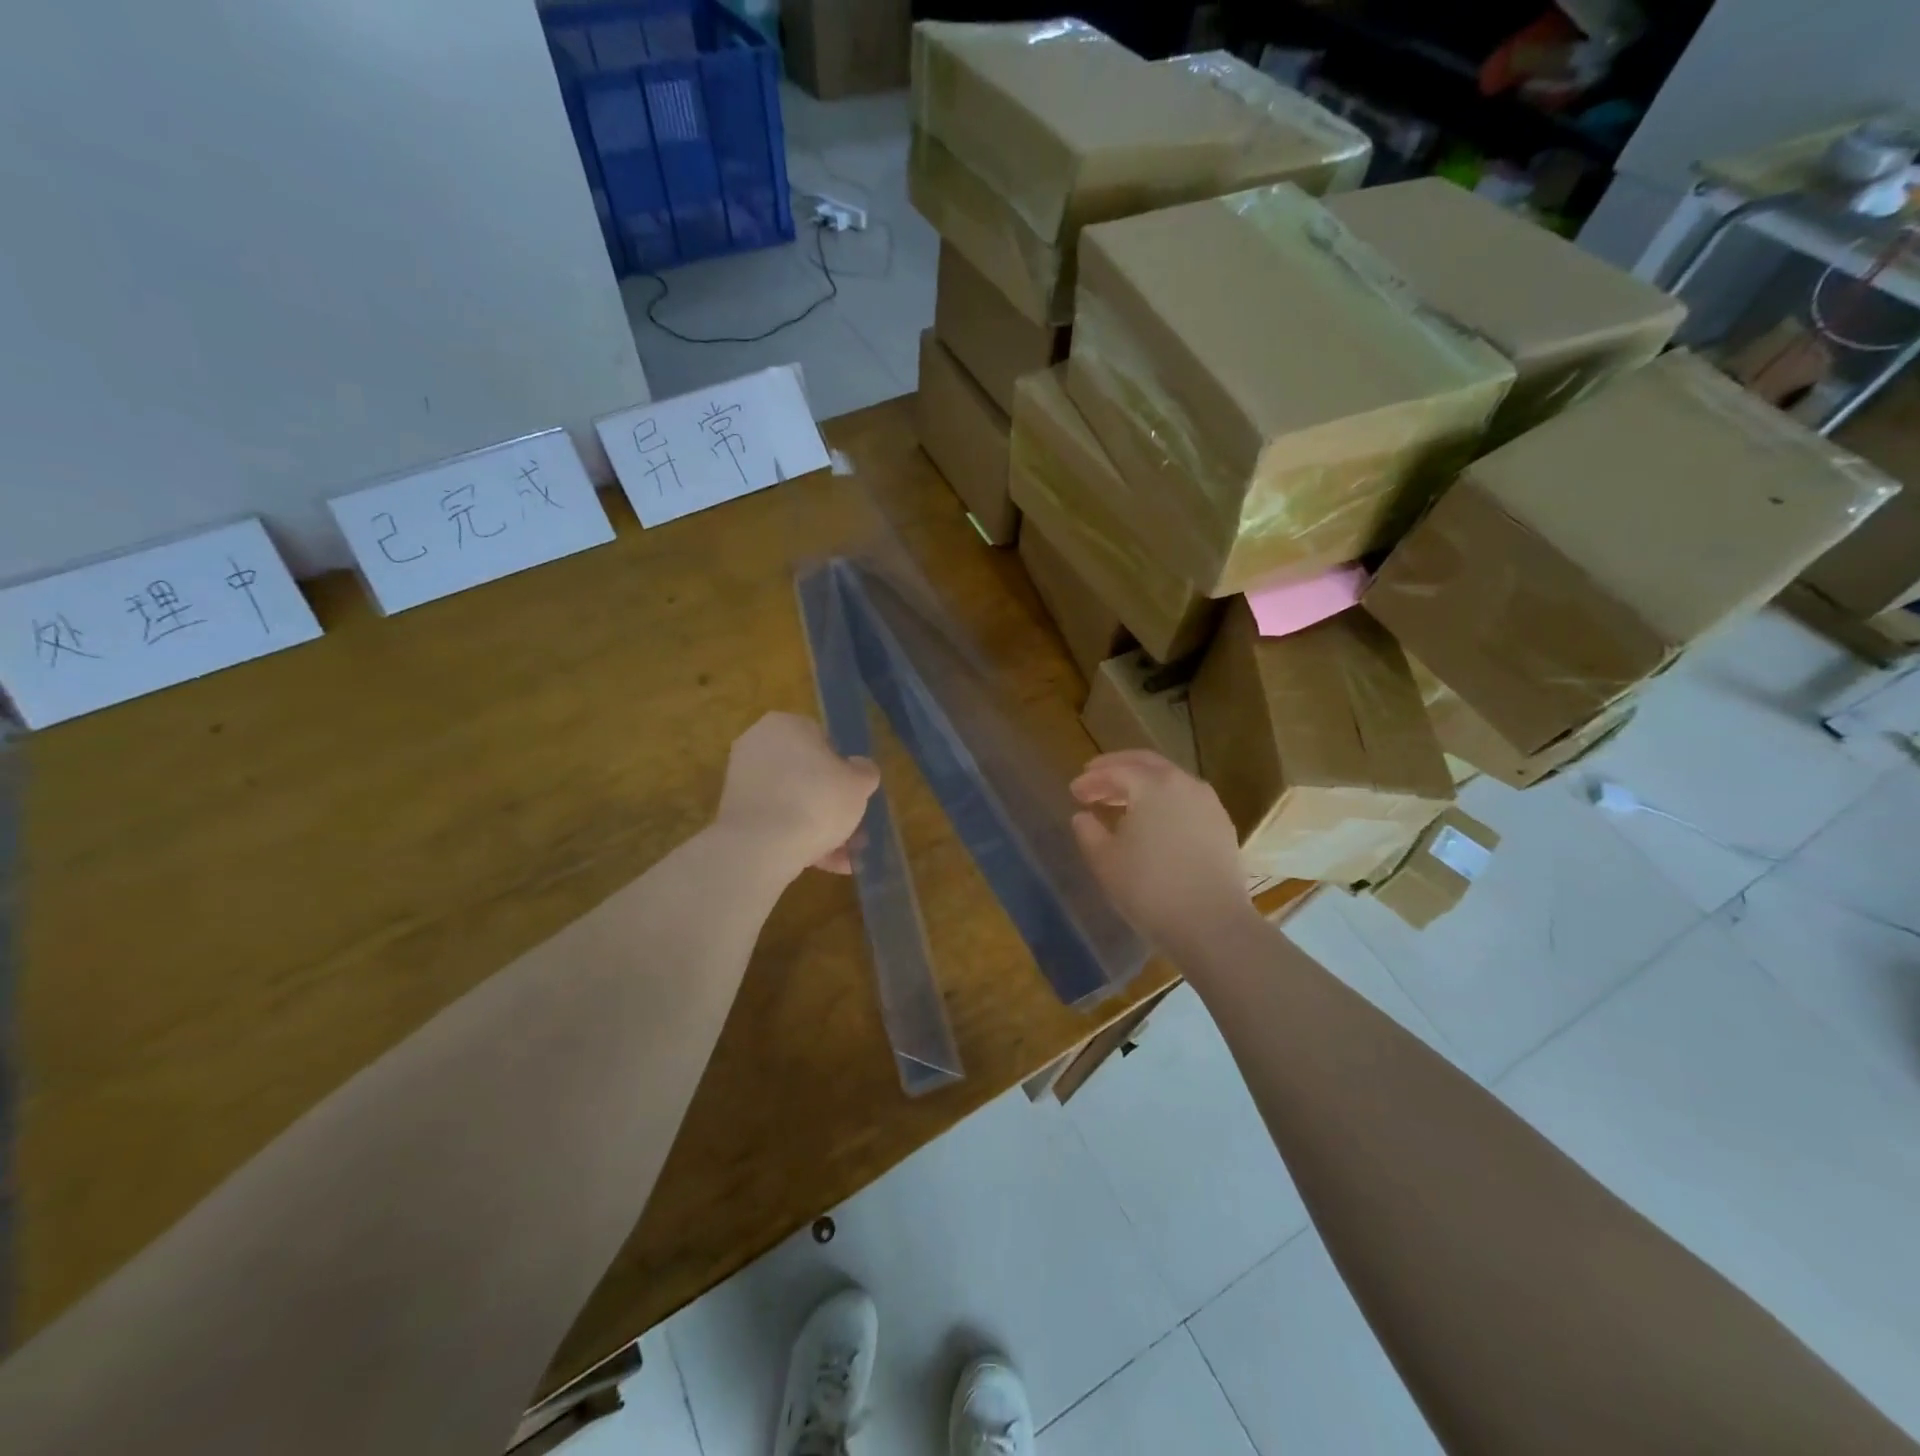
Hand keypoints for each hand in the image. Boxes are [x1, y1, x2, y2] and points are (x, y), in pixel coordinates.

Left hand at [716, 712, 879, 878]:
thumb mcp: (859, 784)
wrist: (761, 846)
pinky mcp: (735, 814)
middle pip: (806, 774)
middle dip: (831, 803)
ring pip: (792, 802)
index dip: (843, 767)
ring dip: (819, 827)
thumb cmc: (816, 800)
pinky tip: (825, 865)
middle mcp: (758, 745)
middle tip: (854, 827)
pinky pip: (775, 822)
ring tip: (845, 857)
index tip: (854, 792)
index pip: (822, 739)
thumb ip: (865, 772)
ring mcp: (742, 781)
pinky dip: (798, 839)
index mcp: (786, 725)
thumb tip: (860, 769)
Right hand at [1070, 750, 1250, 951]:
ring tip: (1121, 801)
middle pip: (1146, 764)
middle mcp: (1184, 783)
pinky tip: (1153, 822)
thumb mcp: (1105, 860)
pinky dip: (1163, 801)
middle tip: (1094, 778)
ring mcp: (1208, 804)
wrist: (1211, 924)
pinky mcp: (1222, 826)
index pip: (1115, 771)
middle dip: (1117, 768)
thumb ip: (1088, 832)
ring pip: (1169, 781)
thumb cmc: (1149, 888)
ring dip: (1142, 784)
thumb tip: (1083, 817)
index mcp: (1153, 784)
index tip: (1073, 791)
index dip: (1091, 779)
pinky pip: (1186, 800)